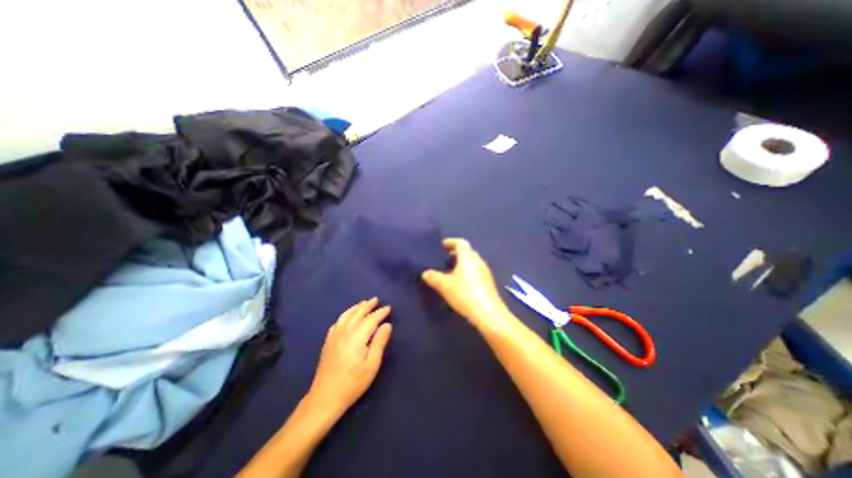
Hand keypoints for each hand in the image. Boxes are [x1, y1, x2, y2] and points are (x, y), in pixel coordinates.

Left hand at [306, 300, 391, 413]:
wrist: (325, 397)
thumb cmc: (352, 383)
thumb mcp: (372, 365)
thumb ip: (379, 342)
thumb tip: (386, 325)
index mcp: (356, 337)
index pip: (371, 319)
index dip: (380, 312)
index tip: (388, 308)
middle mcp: (344, 331)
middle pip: (358, 313)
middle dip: (368, 305)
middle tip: (377, 300)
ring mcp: (334, 335)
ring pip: (347, 314)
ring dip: (357, 307)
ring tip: (364, 303)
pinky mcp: (328, 340)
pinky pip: (338, 321)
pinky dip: (346, 314)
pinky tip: (348, 316)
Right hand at [421, 240, 511, 331]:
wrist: (488, 314)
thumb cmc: (464, 294)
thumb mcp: (444, 285)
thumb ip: (433, 277)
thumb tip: (426, 273)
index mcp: (468, 257)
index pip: (460, 242)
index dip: (450, 242)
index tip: (441, 246)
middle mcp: (478, 261)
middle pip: (467, 252)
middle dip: (455, 254)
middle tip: (443, 260)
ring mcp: (485, 272)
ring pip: (471, 263)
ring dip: (461, 264)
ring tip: (449, 272)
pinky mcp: (488, 283)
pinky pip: (475, 272)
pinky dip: (466, 273)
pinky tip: (460, 284)